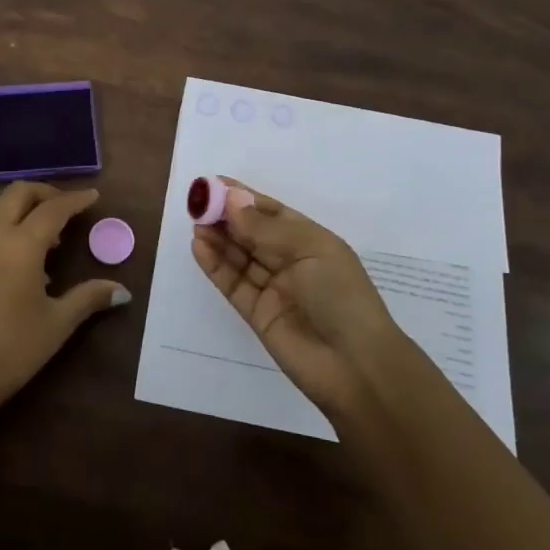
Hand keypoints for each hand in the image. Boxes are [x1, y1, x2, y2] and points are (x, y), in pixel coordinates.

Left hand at [0, 181, 129, 421]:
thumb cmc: (10, 350)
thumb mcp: (56, 325)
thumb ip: (89, 298)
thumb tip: (122, 291)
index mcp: (21, 244)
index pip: (53, 209)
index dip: (75, 200)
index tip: (93, 196)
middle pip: (19, 193)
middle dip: (45, 192)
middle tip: (67, 207)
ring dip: (20, 204)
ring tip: (43, 229)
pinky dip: (2, 220)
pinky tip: (16, 250)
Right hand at [192, 179, 405, 421]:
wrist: (355, 365)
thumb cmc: (341, 295)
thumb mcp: (309, 250)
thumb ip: (265, 229)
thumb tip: (231, 201)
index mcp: (311, 241)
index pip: (272, 212)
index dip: (244, 198)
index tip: (214, 184)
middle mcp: (291, 262)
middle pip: (252, 233)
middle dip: (226, 216)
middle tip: (197, 202)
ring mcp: (273, 289)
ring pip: (239, 257)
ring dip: (218, 238)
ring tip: (195, 222)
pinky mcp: (257, 314)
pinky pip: (233, 283)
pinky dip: (215, 265)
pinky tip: (199, 247)